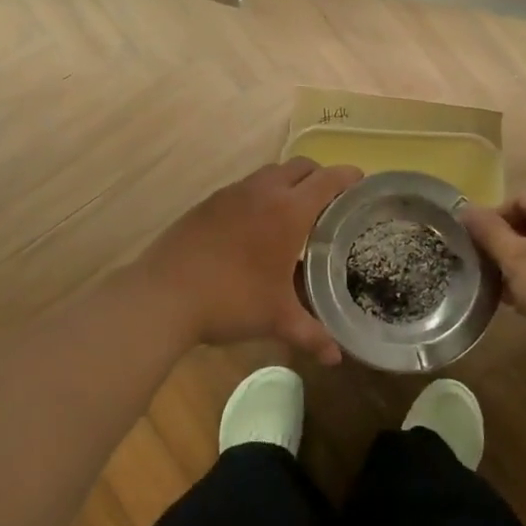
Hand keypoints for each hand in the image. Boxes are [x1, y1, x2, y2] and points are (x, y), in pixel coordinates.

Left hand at [138, 158, 363, 362]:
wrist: (164, 294)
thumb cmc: (231, 301)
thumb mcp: (276, 318)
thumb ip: (311, 334)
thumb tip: (336, 358)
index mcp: (288, 211)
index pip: (328, 179)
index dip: (348, 177)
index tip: (361, 184)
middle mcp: (262, 192)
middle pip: (301, 167)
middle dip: (320, 177)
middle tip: (331, 203)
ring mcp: (231, 193)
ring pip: (270, 173)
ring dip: (288, 184)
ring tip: (294, 215)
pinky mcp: (208, 202)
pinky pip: (245, 187)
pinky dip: (260, 196)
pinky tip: (256, 227)